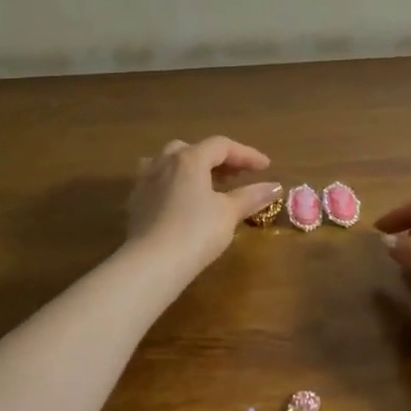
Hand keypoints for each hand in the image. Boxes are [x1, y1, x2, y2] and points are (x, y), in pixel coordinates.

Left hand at [126, 136, 281, 279]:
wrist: (151, 264)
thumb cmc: (195, 233)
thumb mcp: (228, 213)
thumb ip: (251, 196)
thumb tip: (275, 187)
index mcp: (190, 159)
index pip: (222, 146)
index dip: (246, 154)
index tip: (266, 167)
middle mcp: (164, 162)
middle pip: (194, 149)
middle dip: (218, 159)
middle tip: (237, 175)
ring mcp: (145, 180)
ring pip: (171, 162)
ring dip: (192, 167)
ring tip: (207, 184)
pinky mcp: (135, 201)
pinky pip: (157, 181)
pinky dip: (174, 183)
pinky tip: (182, 201)